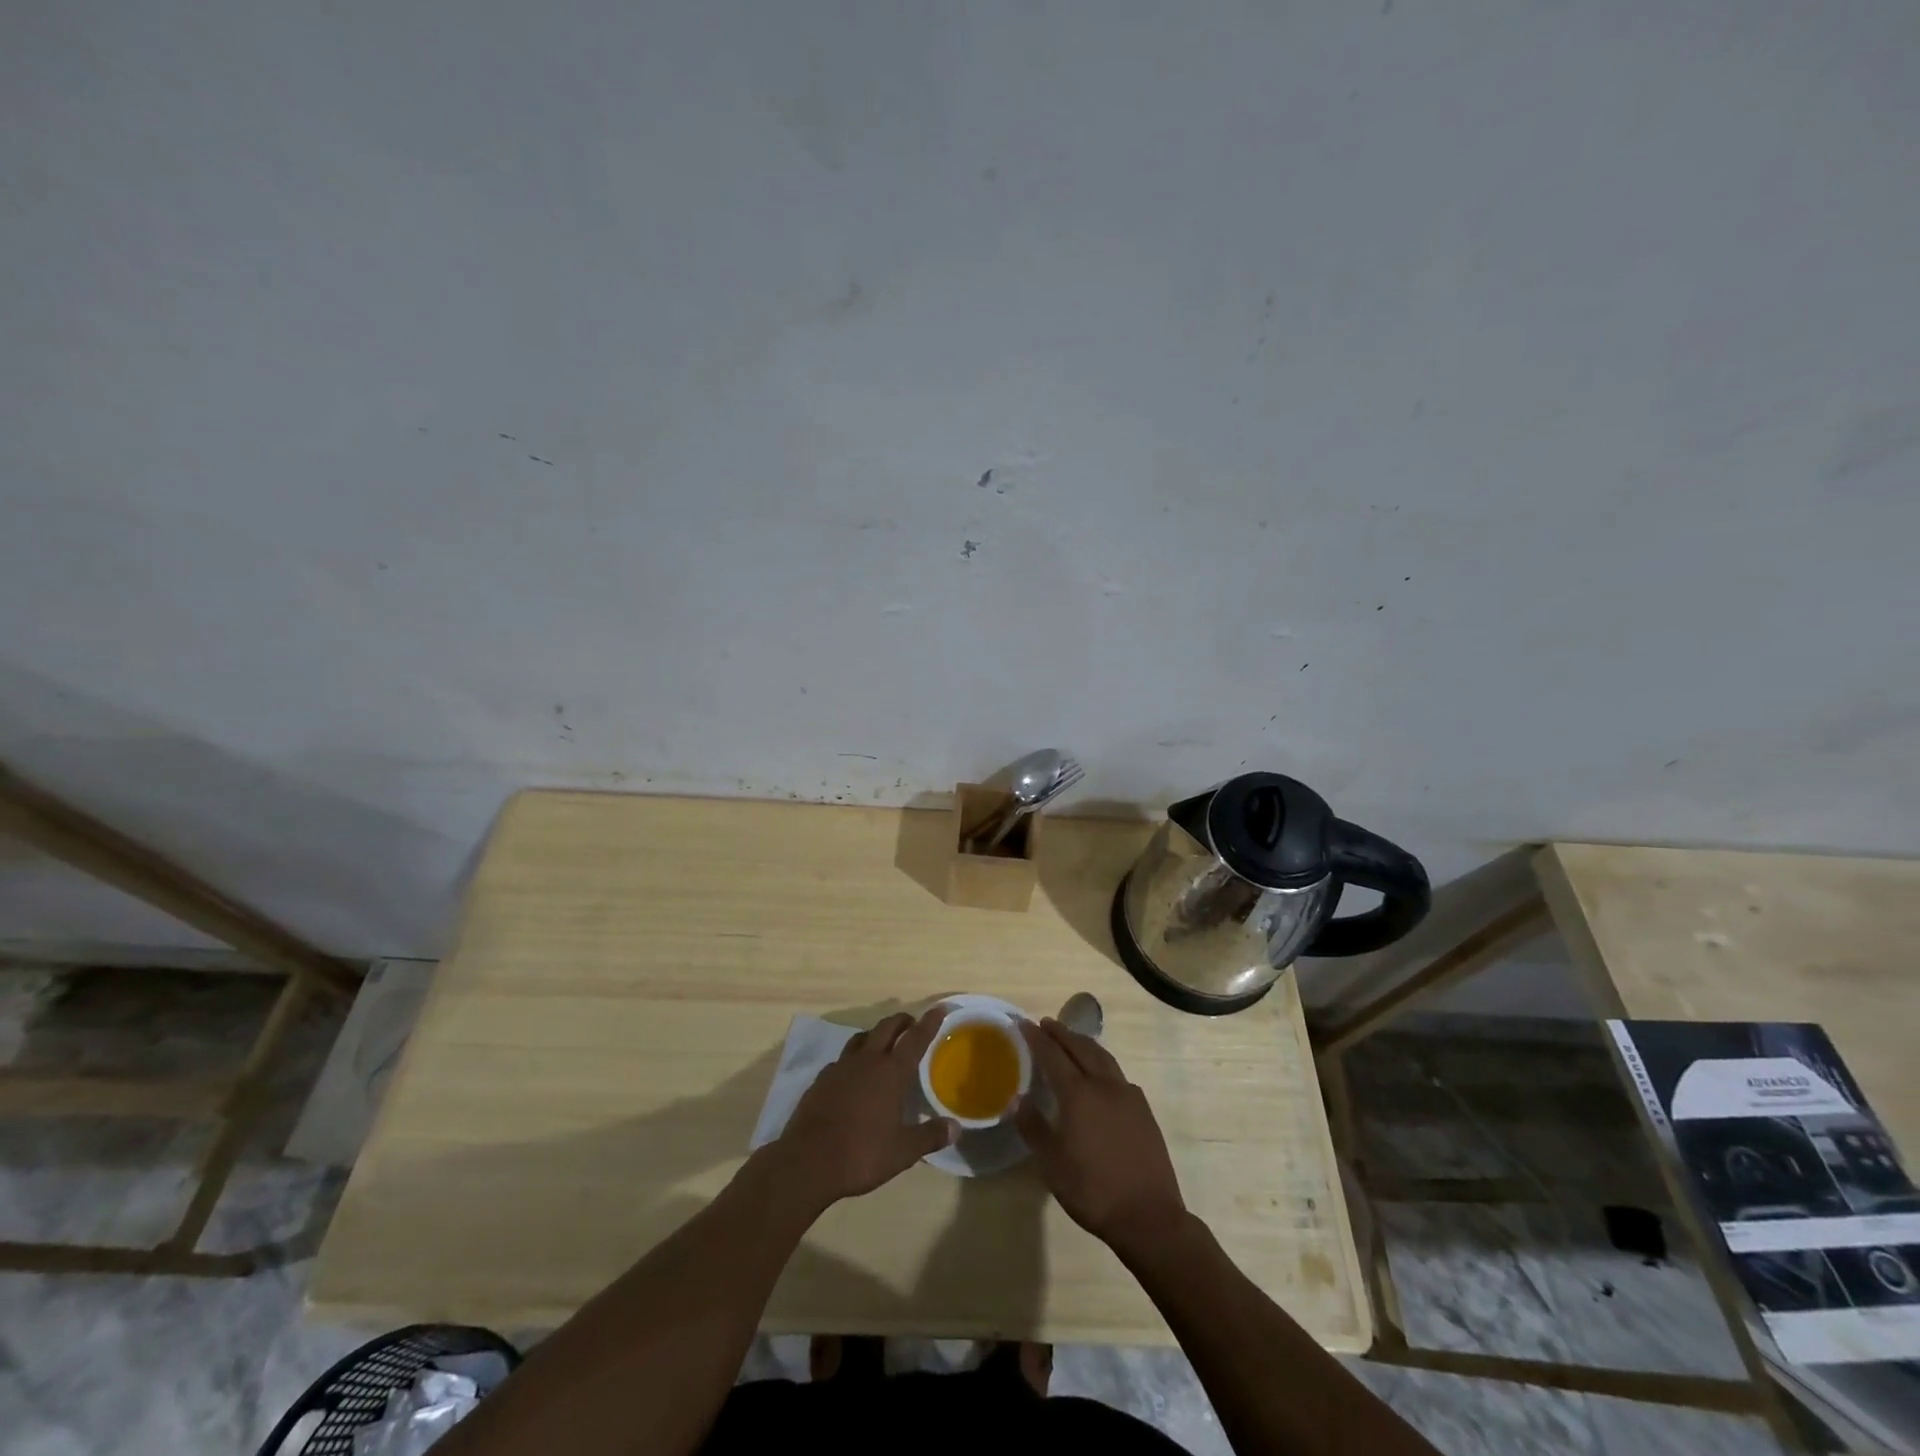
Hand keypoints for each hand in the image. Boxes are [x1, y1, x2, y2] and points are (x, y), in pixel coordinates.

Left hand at [772, 1009, 955, 1210]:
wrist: (807, 1162)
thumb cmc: (861, 1154)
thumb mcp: (903, 1152)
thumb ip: (930, 1136)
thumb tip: (956, 1127)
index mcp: (891, 1072)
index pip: (915, 1038)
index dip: (930, 1022)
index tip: (940, 1008)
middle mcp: (867, 1061)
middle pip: (886, 1028)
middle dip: (902, 1021)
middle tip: (912, 1023)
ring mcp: (840, 1068)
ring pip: (861, 1038)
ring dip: (876, 1034)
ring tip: (883, 1043)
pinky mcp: (821, 1080)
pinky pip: (841, 1059)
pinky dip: (853, 1058)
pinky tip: (853, 1073)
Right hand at [1016, 1018, 1187, 1259]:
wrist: (1149, 1216)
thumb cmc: (1093, 1191)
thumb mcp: (1053, 1164)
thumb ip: (1033, 1128)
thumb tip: (1016, 1099)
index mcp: (1078, 1094)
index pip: (1053, 1055)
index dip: (1037, 1038)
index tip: (1024, 1024)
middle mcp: (1104, 1085)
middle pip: (1080, 1048)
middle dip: (1061, 1033)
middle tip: (1046, 1023)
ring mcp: (1128, 1095)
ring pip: (1103, 1057)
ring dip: (1084, 1043)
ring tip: (1071, 1039)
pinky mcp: (1143, 1109)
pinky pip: (1118, 1074)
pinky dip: (1102, 1062)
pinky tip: (1100, 1074)